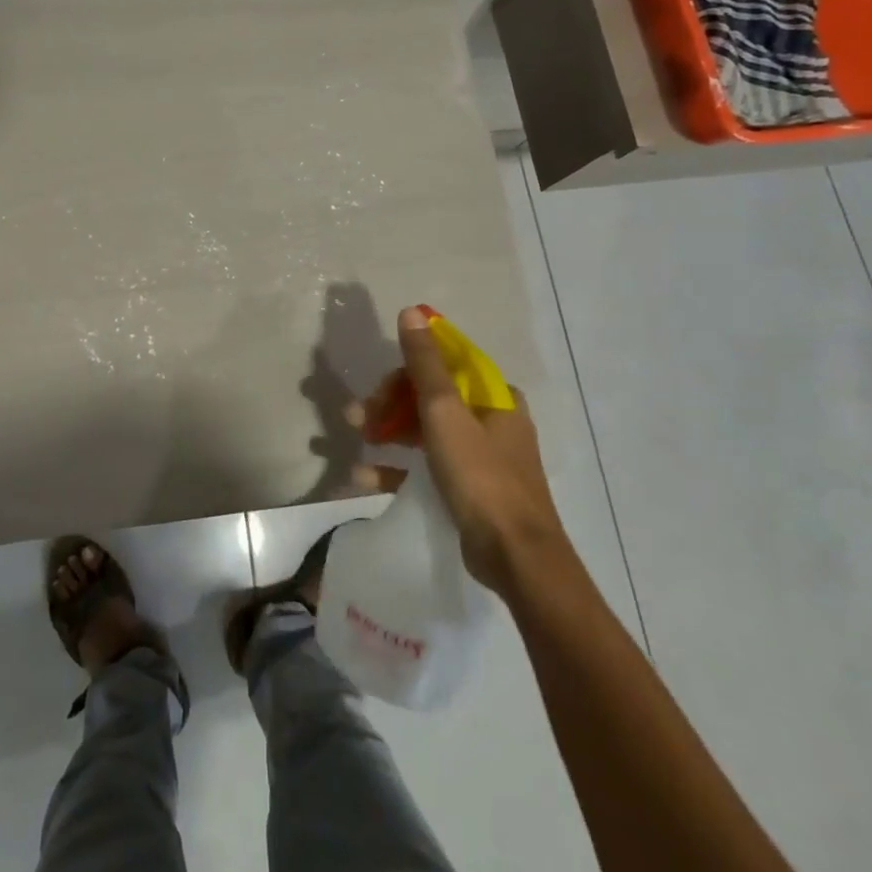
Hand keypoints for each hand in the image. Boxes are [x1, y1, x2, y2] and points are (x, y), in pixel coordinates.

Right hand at [352, 306, 566, 594]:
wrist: (517, 558)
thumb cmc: (481, 476)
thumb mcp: (445, 413)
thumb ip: (425, 363)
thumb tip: (411, 312)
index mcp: (493, 396)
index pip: (443, 364)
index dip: (404, 370)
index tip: (376, 387)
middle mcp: (490, 420)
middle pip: (429, 396)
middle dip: (388, 403)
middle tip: (356, 417)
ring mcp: (480, 456)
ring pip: (424, 430)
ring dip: (386, 431)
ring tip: (354, 439)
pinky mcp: (468, 488)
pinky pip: (425, 466)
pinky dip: (396, 468)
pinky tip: (363, 477)